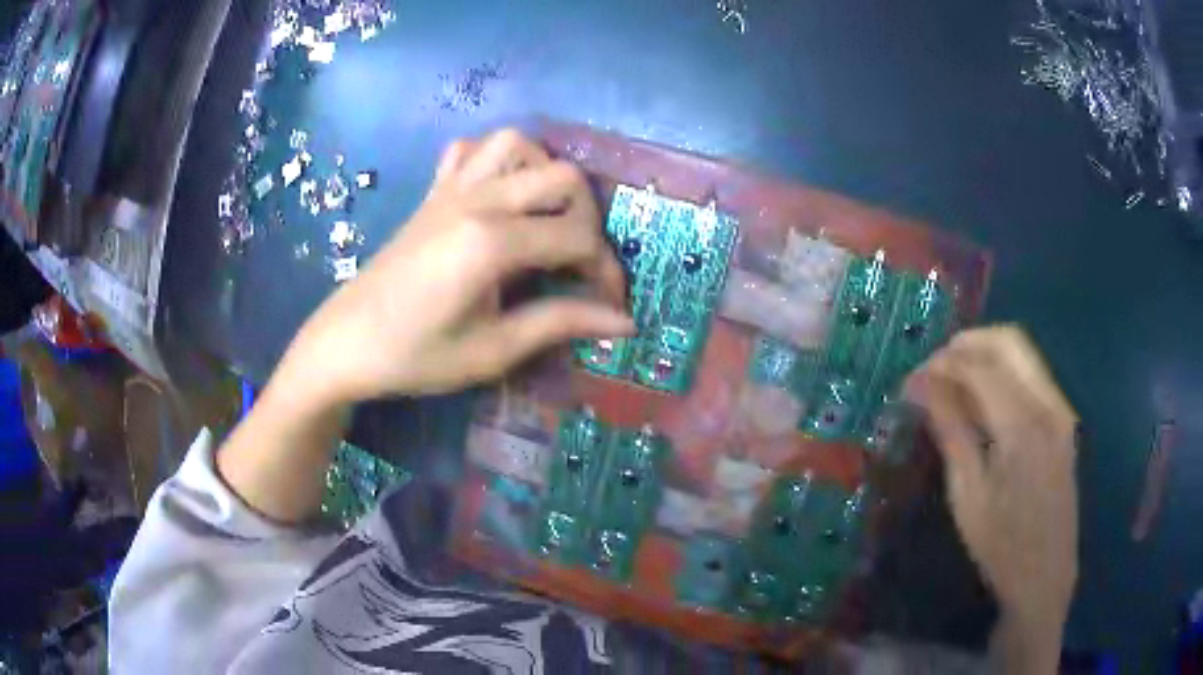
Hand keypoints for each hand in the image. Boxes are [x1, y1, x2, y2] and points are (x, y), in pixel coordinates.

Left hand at [280, 129, 632, 404]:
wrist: (347, 342)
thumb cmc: (415, 355)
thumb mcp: (493, 351)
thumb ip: (560, 324)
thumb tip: (625, 321)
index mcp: (492, 242)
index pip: (577, 238)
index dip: (605, 271)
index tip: (610, 306)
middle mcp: (478, 200)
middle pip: (563, 178)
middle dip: (588, 219)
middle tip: (578, 262)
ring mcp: (452, 189)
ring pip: (519, 144)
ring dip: (545, 174)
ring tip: (547, 217)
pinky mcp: (434, 192)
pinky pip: (472, 149)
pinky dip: (498, 160)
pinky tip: (501, 193)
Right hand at [903, 326, 1077, 671]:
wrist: (1046, 575)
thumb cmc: (1001, 547)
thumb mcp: (968, 497)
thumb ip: (951, 432)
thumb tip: (921, 387)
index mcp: (1023, 428)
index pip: (980, 368)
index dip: (942, 365)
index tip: (911, 381)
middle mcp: (1048, 405)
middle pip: (1009, 341)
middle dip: (966, 344)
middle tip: (933, 369)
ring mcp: (1060, 409)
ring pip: (1023, 353)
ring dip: (985, 354)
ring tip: (952, 381)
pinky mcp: (1063, 419)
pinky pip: (1032, 375)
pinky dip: (1003, 373)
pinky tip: (981, 400)